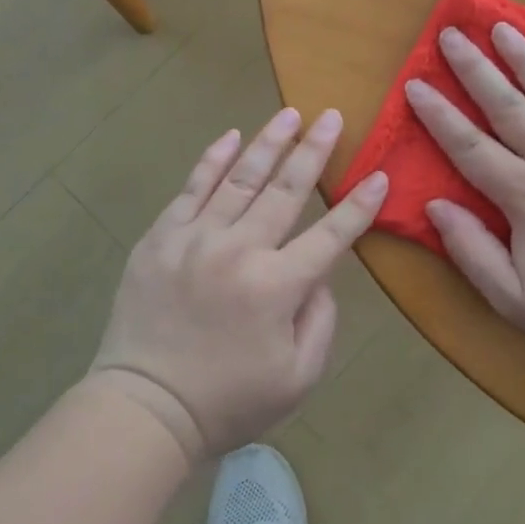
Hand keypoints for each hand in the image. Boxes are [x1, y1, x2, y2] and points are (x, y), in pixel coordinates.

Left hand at [88, 108, 387, 463]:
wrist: (145, 408)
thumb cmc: (229, 401)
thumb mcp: (298, 377)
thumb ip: (321, 320)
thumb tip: (319, 274)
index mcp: (278, 286)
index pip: (331, 235)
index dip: (359, 205)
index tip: (379, 175)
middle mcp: (240, 250)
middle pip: (286, 189)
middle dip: (314, 151)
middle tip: (331, 116)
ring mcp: (195, 238)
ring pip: (240, 178)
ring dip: (268, 143)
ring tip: (290, 115)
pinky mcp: (161, 238)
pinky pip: (192, 188)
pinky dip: (212, 160)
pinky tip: (230, 137)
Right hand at [405, 23, 524, 360]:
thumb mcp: (514, 299)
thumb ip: (471, 250)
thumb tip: (436, 205)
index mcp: (524, 194)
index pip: (469, 146)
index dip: (438, 115)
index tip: (415, 84)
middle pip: (506, 105)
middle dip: (474, 68)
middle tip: (451, 34)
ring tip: (503, 25)